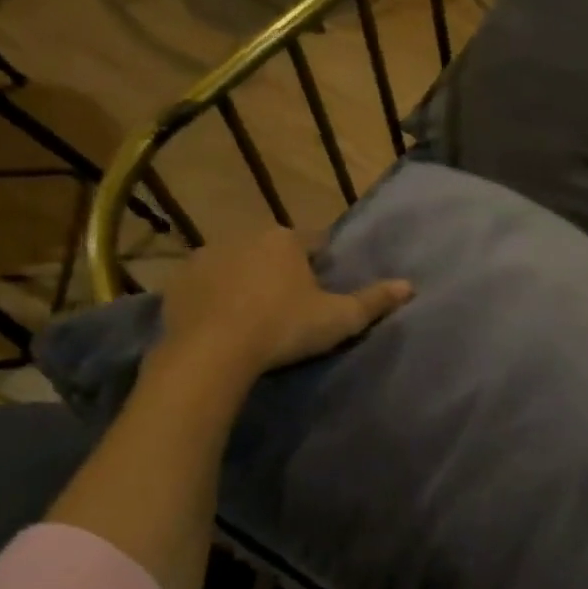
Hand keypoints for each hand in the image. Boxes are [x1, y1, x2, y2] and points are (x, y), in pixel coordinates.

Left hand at [153, 228, 412, 379]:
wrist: (212, 352)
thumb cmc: (283, 328)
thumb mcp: (338, 319)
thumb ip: (374, 301)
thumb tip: (409, 286)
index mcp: (285, 240)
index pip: (313, 242)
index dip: (321, 264)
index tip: (323, 287)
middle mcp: (244, 236)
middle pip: (272, 250)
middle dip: (281, 270)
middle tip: (290, 306)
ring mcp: (206, 256)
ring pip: (236, 264)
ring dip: (246, 281)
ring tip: (254, 316)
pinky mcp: (178, 282)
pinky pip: (205, 285)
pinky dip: (215, 297)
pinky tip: (222, 323)